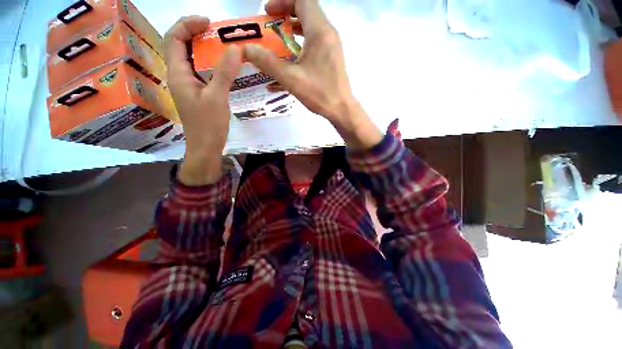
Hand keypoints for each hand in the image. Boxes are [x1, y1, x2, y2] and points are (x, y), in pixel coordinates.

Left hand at [163, 16, 242, 184]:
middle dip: (193, 31)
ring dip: (200, 45)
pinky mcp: (195, 92)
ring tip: (218, 42)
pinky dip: (207, 61)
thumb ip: (225, 73)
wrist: (205, 146)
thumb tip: (236, 49)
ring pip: (188, 57)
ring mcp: (186, 84)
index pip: (174, 38)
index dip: (188, 24)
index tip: (209, 22)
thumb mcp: (218, 98)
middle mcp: (178, 75)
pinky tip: (220, 64)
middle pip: (179, 44)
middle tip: (215, 30)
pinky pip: (198, 69)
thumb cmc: (209, 125)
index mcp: (178, 73)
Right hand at [243, 0, 382, 148]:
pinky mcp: (332, 56)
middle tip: (271, 24)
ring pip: (312, 26)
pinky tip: (292, 55)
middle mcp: (328, 33)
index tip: (268, 12)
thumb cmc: (319, 93)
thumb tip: (246, 49)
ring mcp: (332, 45)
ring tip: (279, 38)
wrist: (341, 108)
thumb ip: (268, 62)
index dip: (283, 2)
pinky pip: (316, 40)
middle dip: (286, 13)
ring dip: (294, 28)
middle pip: (307, 10)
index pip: (302, 1)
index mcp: (319, 32)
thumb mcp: (291, 78)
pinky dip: (303, 41)